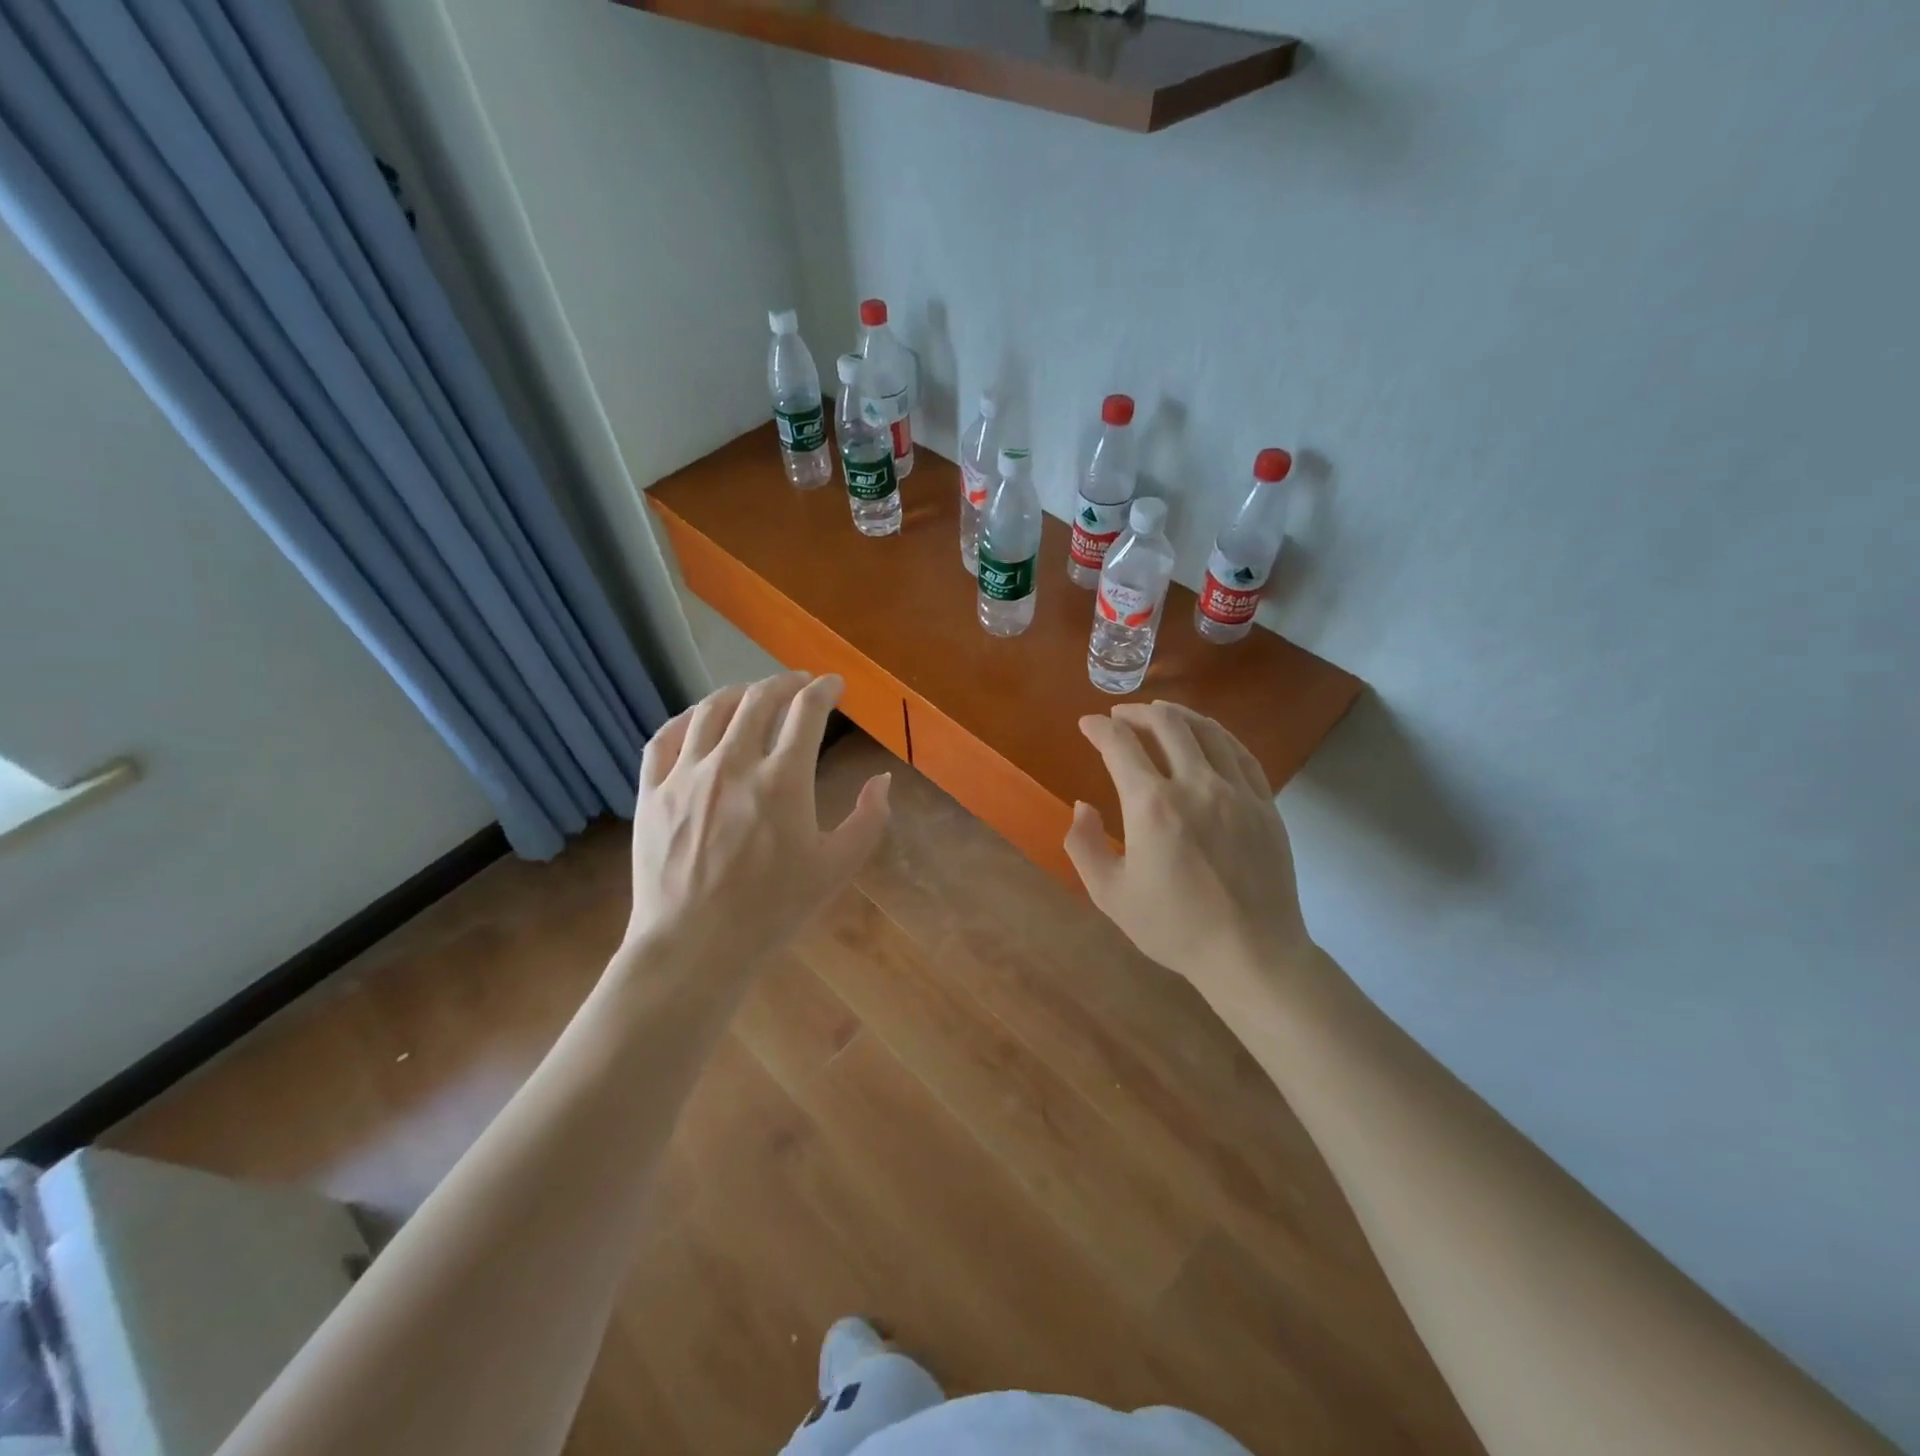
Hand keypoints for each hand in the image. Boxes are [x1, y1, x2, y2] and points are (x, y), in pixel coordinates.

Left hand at [621, 672, 889, 972]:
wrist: (694, 946)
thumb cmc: (772, 910)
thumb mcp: (835, 869)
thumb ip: (868, 821)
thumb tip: (882, 780)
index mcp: (783, 781)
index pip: (807, 712)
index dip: (824, 690)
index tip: (834, 685)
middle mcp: (733, 764)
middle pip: (760, 700)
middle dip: (785, 683)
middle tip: (799, 683)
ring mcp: (686, 775)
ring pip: (712, 710)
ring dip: (739, 692)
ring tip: (753, 694)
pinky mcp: (652, 792)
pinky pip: (665, 738)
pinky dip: (687, 718)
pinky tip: (699, 719)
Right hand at [1065, 702, 1314, 1001]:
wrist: (1251, 954)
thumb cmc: (1174, 927)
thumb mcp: (1110, 894)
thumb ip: (1083, 844)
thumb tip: (1083, 805)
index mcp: (1152, 805)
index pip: (1120, 745)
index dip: (1099, 728)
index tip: (1087, 724)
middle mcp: (1196, 785)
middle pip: (1167, 724)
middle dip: (1138, 712)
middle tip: (1121, 715)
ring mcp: (1237, 791)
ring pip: (1207, 730)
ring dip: (1178, 715)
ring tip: (1161, 714)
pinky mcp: (1265, 804)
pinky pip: (1240, 753)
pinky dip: (1218, 734)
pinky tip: (1208, 736)